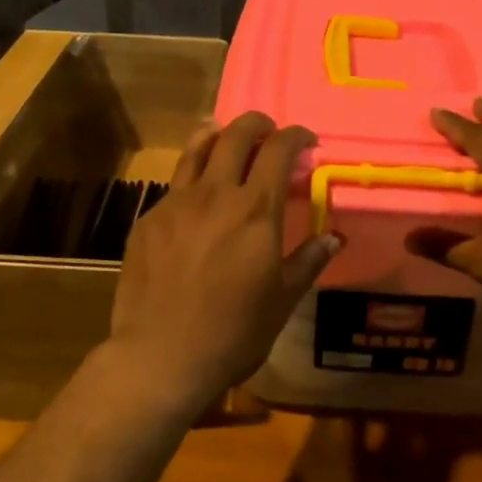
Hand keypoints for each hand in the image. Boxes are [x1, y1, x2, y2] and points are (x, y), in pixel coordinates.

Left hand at [107, 113, 340, 413]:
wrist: (161, 357)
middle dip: (257, 124)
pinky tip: (196, 198)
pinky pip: (174, 184)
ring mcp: (175, 203)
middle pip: (236, 135)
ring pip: (197, 148)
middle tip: (269, 132)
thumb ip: (308, 260)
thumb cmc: (233, 333)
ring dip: (218, 135)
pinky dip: (192, 176)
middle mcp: (215, 194)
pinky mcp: (147, 220)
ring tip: (227, 139)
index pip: (279, 150)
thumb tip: (334, 237)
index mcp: (255, 209)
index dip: (296, 136)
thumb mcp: (282, 300)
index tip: (306, 142)